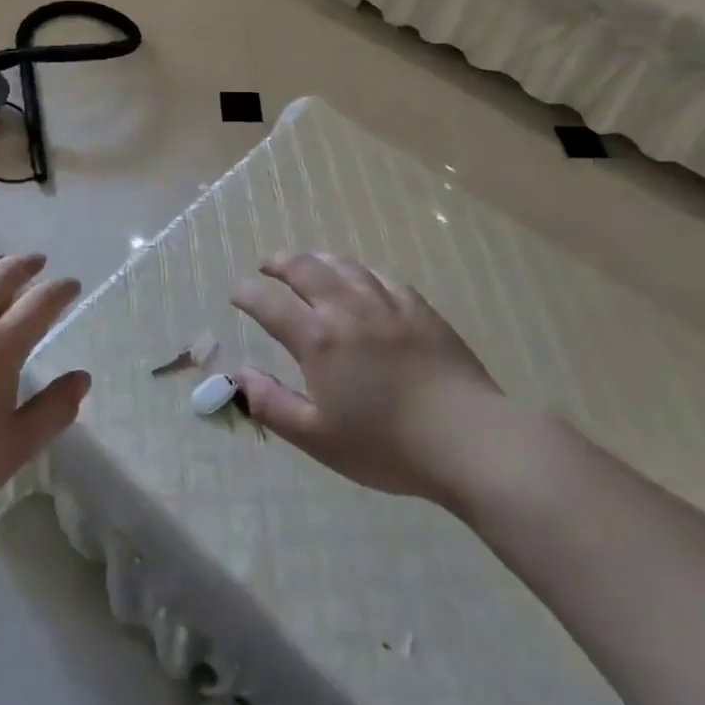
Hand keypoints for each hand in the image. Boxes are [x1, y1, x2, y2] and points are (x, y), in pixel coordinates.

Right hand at [231, 252, 504, 501]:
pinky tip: (361, 281)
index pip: (269, 302)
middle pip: (305, 268)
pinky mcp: (420, 309)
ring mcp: (387, 304)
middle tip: (267, 266)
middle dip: (279, 263)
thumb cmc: (387, 445)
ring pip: (344, 265)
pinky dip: (360, 273)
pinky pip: (382, 277)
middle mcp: (347, 309)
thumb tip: (238, 376)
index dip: (247, 293)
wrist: (468, 439)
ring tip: (307, 263)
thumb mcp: (318, 437)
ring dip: (317, 259)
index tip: (236, 293)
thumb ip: (272, 404)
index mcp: (318, 339)